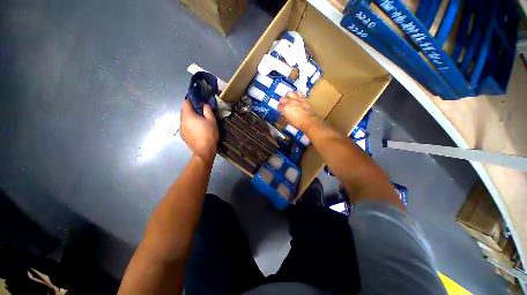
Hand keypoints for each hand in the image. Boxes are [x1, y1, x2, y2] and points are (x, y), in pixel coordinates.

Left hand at [180, 99, 218, 161]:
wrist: (204, 150)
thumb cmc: (209, 134)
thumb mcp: (212, 120)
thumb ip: (207, 109)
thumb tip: (203, 104)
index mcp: (188, 115)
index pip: (186, 102)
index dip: (192, 101)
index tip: (200, 104)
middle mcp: (181, 120)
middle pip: (184, 110)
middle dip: (192, 109)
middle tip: (202, 113)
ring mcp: (181, 128)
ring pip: (184, 119)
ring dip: (191, 118)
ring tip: (200, 123)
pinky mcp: (182, 135)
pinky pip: (185, 126)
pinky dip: (190, 125)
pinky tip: (197, 130)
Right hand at [278, 91, 319, 131]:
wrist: (308, 121)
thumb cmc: (298, 122)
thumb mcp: (288, 121)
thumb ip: (284, 117)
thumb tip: (282, 115)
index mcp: (285, 108)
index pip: (279, 106)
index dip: (279, 108)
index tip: (280, 110)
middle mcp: (289, 102)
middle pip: (282, 99)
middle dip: (282, 102)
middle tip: (283, 104)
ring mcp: (296, 98)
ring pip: (289, 93)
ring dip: (288, 96)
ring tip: (289, 98)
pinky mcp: (302, 98)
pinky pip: (298, 92)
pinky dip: (296, 93)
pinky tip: (296, 96)